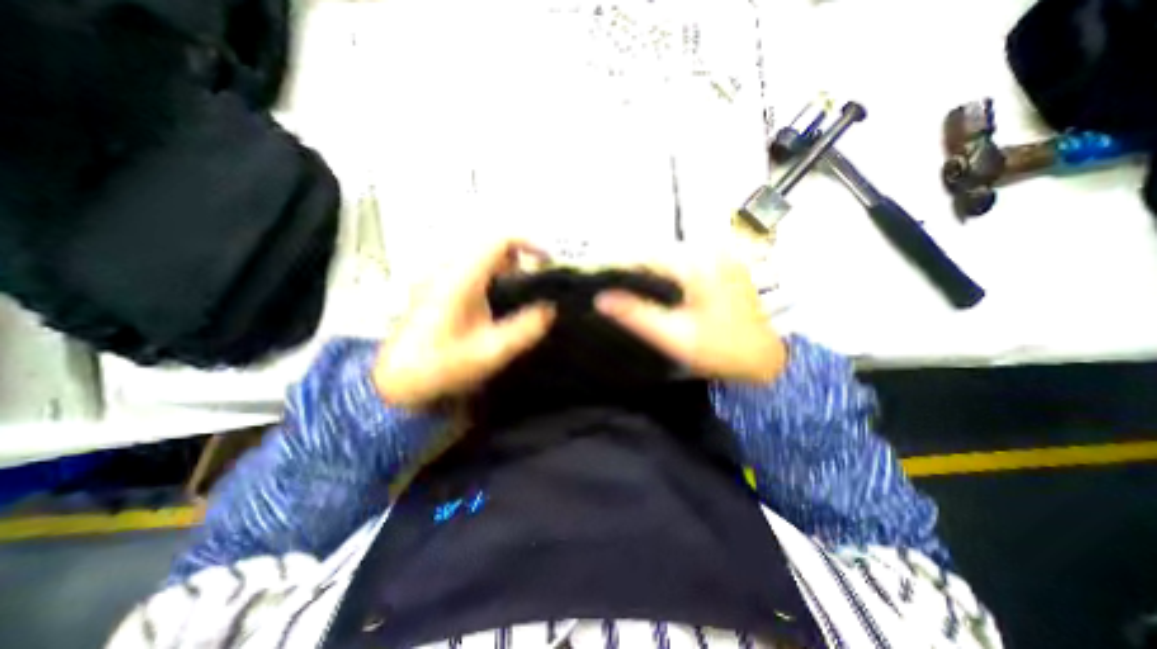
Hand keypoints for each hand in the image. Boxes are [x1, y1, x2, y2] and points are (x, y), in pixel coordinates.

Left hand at [371, 240, 550, 407]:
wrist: (397, 382)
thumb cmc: (442, 366)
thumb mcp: (490, 352)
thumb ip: (524, 329)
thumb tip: (550, 310)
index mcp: (461, 278)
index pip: (499, 241)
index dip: (529, 244)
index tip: (548, 262)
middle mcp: (447, 270)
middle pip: (490, 246)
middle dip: (519, 258)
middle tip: (537, 282)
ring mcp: (438, 278)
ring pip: (479, 257)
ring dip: (505, 268)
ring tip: (521, 293)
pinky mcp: (435, 289)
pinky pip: (469, 270)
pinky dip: (491, 276)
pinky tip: (495, 302)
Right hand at [597, 252, 786, 385]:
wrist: (763, 358)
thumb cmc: (719, 349)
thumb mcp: (673, 335)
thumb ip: (636, 315)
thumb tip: (600, 299)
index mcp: (696, 263)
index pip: (644, 256)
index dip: (618, 269)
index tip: (598, 283)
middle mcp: (708, 250)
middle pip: (656, 254)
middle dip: (632, 270)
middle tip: (612, 291)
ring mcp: (718, 255)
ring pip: (669, 258)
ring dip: (648, 272)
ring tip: (630, 292)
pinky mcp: (722, 264)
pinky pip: (684, 263)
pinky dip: (667, 275)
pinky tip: (658, 291)